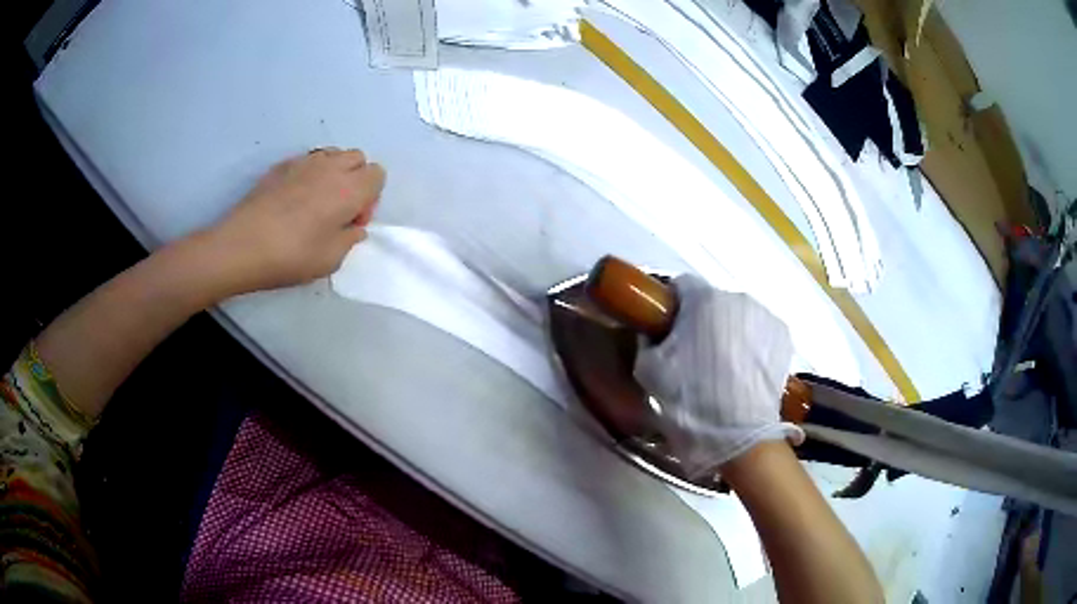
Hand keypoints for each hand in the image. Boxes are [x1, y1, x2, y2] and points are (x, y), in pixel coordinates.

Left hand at [208, 148, 384, 293]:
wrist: (242, 246)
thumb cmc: (291, 256)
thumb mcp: (331, 260)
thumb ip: (350, 239)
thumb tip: (354, 227)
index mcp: (350, 189)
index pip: (378, 175)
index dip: (370, 198)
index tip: (352, 221)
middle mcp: (331, 167)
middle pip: (357, 158)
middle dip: (355, 179)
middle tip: (337, 210)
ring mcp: (304, 162)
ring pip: (332, 154)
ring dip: (333, 172)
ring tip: (316, 200)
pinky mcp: (281, 165)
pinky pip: (307, 160)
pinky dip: (309, 173)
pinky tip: (292, 199)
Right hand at [634, 275, 802, 476]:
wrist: (739, 435)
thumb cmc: (690, 399)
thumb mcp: (649, 369)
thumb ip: (649, 339)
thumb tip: (655, 332)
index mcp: (703, 299)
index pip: (681, 285)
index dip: (670, 306)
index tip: (665, 328)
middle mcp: (738, 298)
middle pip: (712, 301)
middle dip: (700, 321)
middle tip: (691, 355)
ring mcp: (765, 316)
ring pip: (737, 317)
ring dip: (727, 333)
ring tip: (722, 368)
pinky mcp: (784, 337)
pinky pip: (758, 332)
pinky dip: (750, 344)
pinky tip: (743, 373)